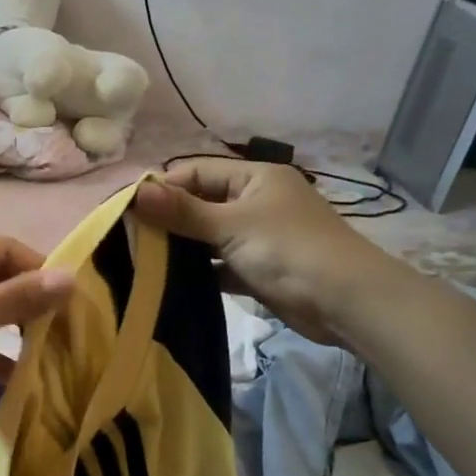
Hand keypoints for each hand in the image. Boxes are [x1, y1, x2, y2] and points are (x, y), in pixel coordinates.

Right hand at [132, 160, 404, 342]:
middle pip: (200, 203)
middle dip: (168, 218)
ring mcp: (259, 235)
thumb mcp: (231, 225)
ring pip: (208, 235)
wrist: (347, 302)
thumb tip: (136, 192)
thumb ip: (182, 211)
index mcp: (254, 177)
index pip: (195, 172)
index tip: (128, 210)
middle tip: (130, 237)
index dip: (162, 188)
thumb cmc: (289, 250)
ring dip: (182, 246)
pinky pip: (220, 263)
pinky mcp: (259, 268)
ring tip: (142, 259)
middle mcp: (256, 201)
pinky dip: (200, 271)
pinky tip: (172, 281)